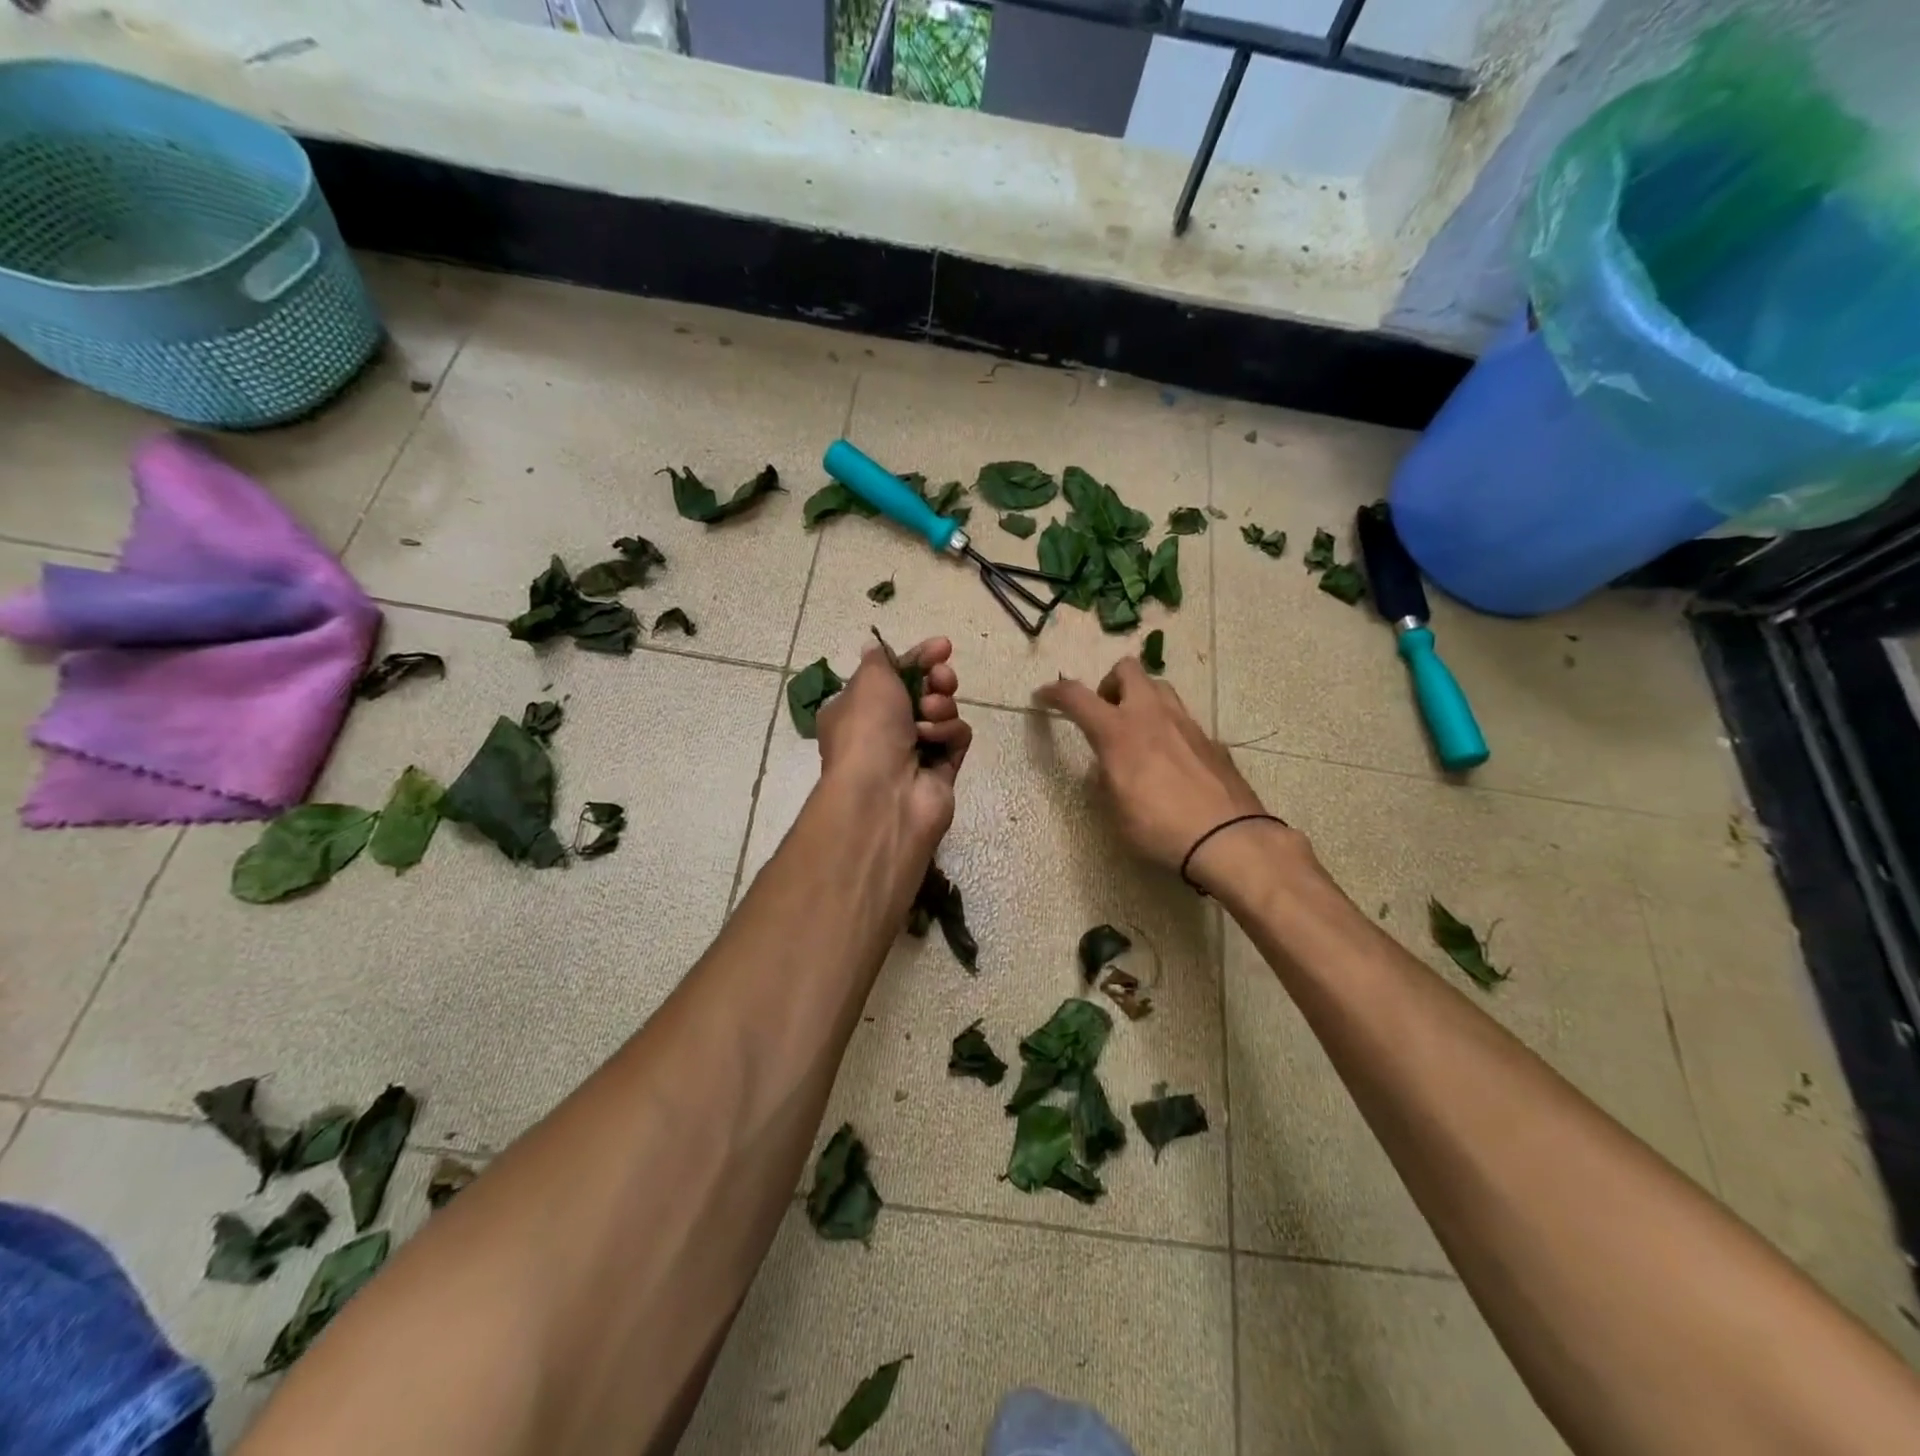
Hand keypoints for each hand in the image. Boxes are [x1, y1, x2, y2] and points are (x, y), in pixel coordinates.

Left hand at [816, 636, 970, 851]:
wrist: (883, 794)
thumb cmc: (867, 730)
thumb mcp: (869, 680)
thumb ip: (881, 660)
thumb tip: (876, 649)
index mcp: (857, 709)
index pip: (893, 675)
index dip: (918, 657)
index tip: (941, 646)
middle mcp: (883, 732)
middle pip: (923, 692)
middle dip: (937, 680)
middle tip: (941, 678)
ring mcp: (914, 753)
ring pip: (943, 712)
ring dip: (941, 706)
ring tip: (930, 714)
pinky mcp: (941, 772)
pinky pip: (956, 739)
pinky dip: (949, 734)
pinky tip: (935, 740)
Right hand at [1036, 657, 1274, 880]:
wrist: (1228, 838)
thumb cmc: (1159, 828)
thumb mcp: (1115, 811)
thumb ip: (1106, 780)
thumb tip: (1107, 767)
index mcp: (1118, 732)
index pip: (1076, 696)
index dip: (1054, 692)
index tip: (1043, 696)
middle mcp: (1151, 716)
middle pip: (1127, 669)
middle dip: (1109, 683)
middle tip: (1104, 713)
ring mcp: (1186, 724)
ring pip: (1159, 687)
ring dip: (1141, 698)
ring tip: (1137, 732)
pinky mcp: (1211, 740)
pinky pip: (1182, 718)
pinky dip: (1167, 727)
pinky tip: (1170, 760)